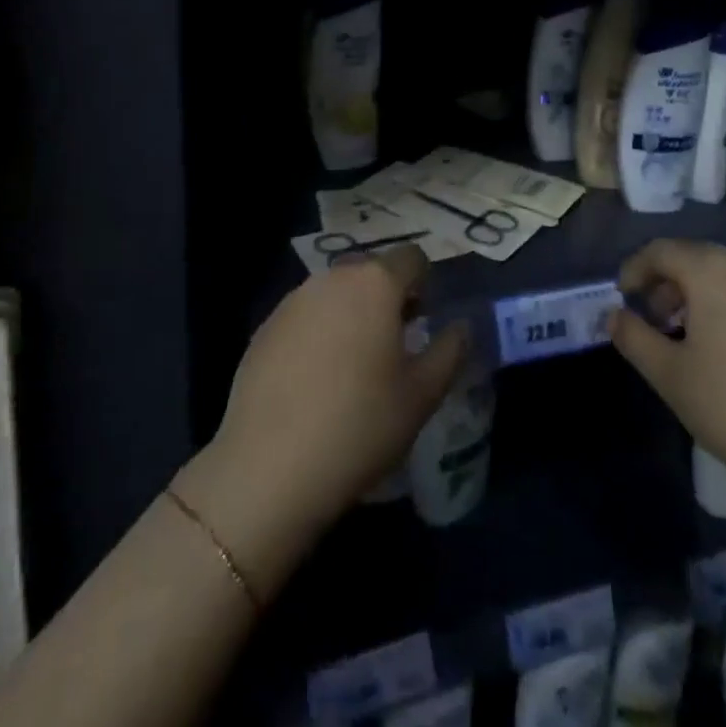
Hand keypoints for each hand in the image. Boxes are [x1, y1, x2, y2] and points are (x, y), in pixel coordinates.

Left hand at [175, 245, 468, 593]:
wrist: (269, 468)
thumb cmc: (360, 426)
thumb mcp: (423, 395)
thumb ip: (450, 350)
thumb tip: (461, 326)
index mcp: (375, 283)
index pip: (412, 258)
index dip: (424, 284)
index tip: (423, 322)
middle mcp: (332, 278)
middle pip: (371, 271)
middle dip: (387, 296)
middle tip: (393, 345)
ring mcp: (293, 300)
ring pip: (335, 292)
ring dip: (351, 312)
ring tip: (353, 365)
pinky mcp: (264, 327)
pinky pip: (305, 315)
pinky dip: (318, 332)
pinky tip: (314, 380)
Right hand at [610, 239, 725, 519]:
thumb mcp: (671, 376)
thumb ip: (634, 338)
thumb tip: (614, 316)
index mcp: (712, 270)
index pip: (661, 251)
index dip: (635, 269)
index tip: (622, 296)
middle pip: (696, 259)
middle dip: (667, 283)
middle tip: (652, 319)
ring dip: (698, 297)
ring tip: (687, 338)